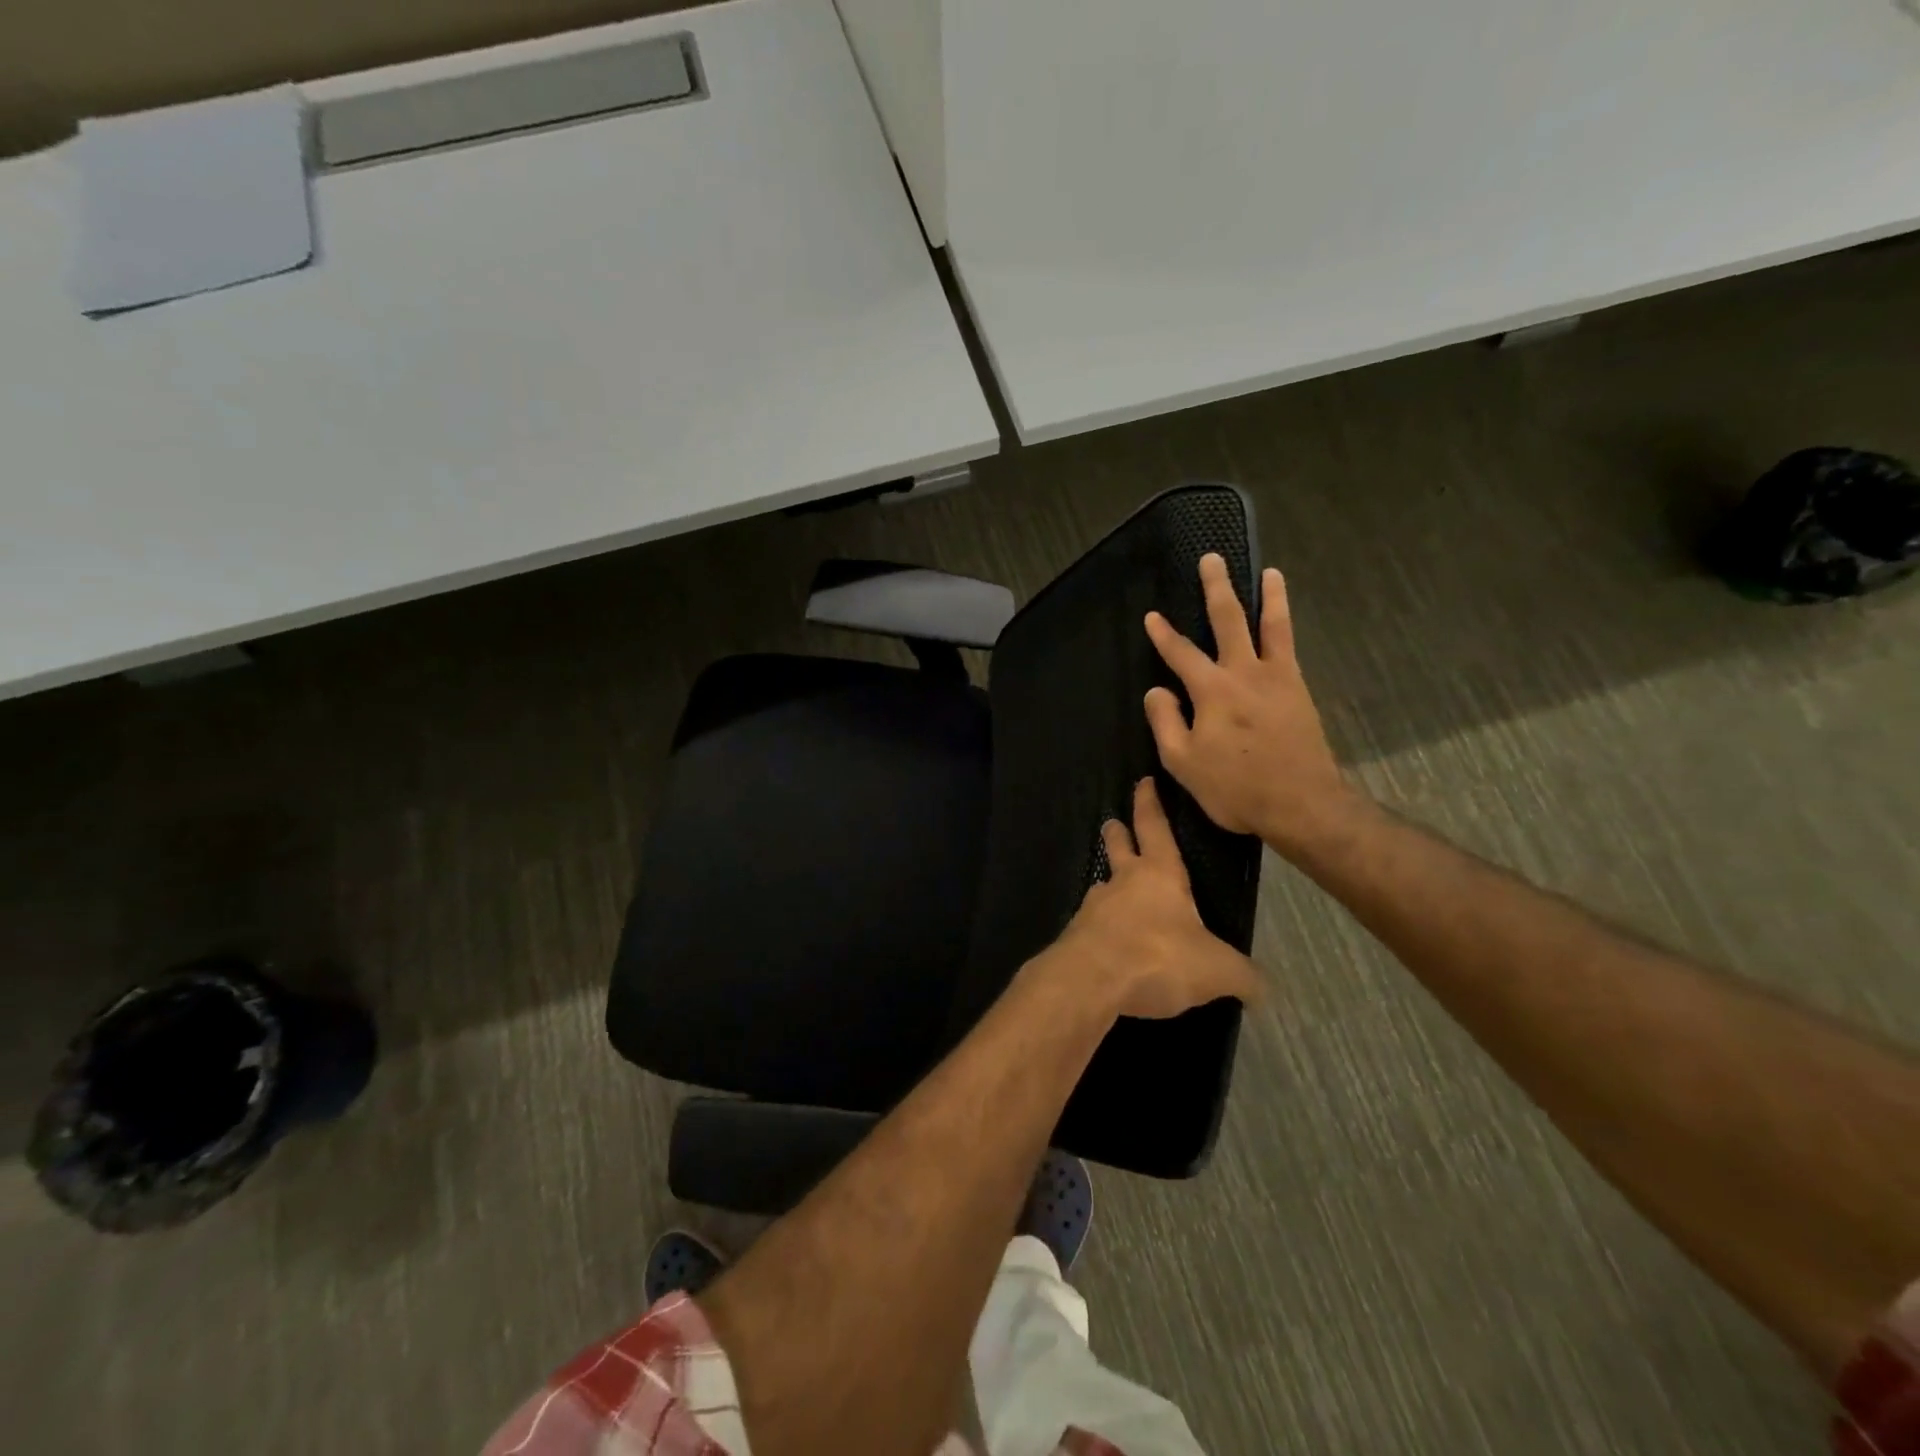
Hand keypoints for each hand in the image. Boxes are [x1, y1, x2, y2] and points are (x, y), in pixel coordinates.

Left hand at [1040, 777, 1261, 1020]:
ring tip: (1115, 893)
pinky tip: (1111, 944)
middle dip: (1117, 833)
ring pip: (1103, 886)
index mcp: (1158, 874)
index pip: (1154, 827)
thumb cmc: (1158, 957)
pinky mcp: (1077, 936)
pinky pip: (1093, 925)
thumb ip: (1242, 975)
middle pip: (1117, 847)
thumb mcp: (1217, 970)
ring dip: (1109, 885)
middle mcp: (1122, 882)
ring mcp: (1094, 908)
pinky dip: (1102, 928)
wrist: (1090, 981)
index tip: (1143, 782)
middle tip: (1112, 823)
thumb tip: (1263, 989)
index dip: (1149, 803)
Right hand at [1144, 555, 1358, 855]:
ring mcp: (1278, 679)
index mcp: (1212, 690)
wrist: (1301, 803)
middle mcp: (1246, 672)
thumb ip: (1166, 721)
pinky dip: (1285, 629)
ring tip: (1270, 573)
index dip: (1163, 635)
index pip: (1180, 654)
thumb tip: (1158, 691)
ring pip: (1272, 626)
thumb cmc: (1235, 787)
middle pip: (1229, 620)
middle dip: (1217, 588)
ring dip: (1269, 596)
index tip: (1152, 616)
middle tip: (1212, 559)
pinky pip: (1290, 649)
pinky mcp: (1299, 691)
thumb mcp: (1183, 762)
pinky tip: (1282, 624)